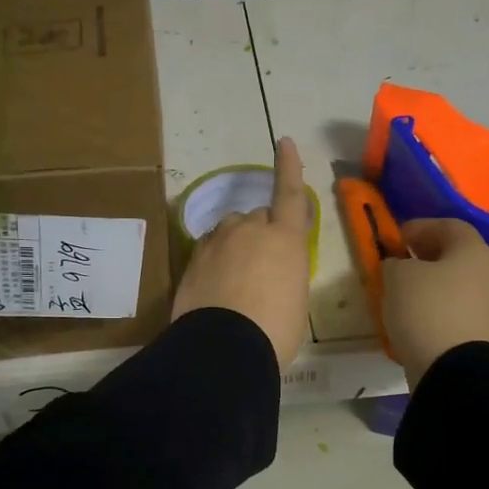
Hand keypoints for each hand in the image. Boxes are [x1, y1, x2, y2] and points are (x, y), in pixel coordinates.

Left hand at [172, 136, 311, 367]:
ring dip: (235, 244)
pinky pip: (209, 249)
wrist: (223, 348)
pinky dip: (215, 259)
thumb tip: (271, 273)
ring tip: (236, 279)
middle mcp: (250, 230)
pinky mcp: (193, 259)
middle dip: (262, 233)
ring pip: (229, 231)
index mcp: (285, 239)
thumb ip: (286, 273)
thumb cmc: (276, 330)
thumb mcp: (295, 300)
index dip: (288, 167)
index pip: (290, 194)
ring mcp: (217, 242)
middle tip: (264, 268)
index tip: (282, 140)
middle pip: (257, 217)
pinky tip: (215, 286)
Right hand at [382, 219, 488, 388]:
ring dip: (436, 285)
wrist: (454, 370)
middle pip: (458, 256)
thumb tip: (400, 265)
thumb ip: (395, 262)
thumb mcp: (397, 277)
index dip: (420, 227)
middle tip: (402, 264)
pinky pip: (461, 312)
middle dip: (429, 257)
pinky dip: (441, 310)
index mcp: (474, 250)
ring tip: (407, 296)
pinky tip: (420, 320)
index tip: (396, 238)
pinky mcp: (487, 334)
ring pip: (461, 285)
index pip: (449, 226)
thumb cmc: (426, 310)